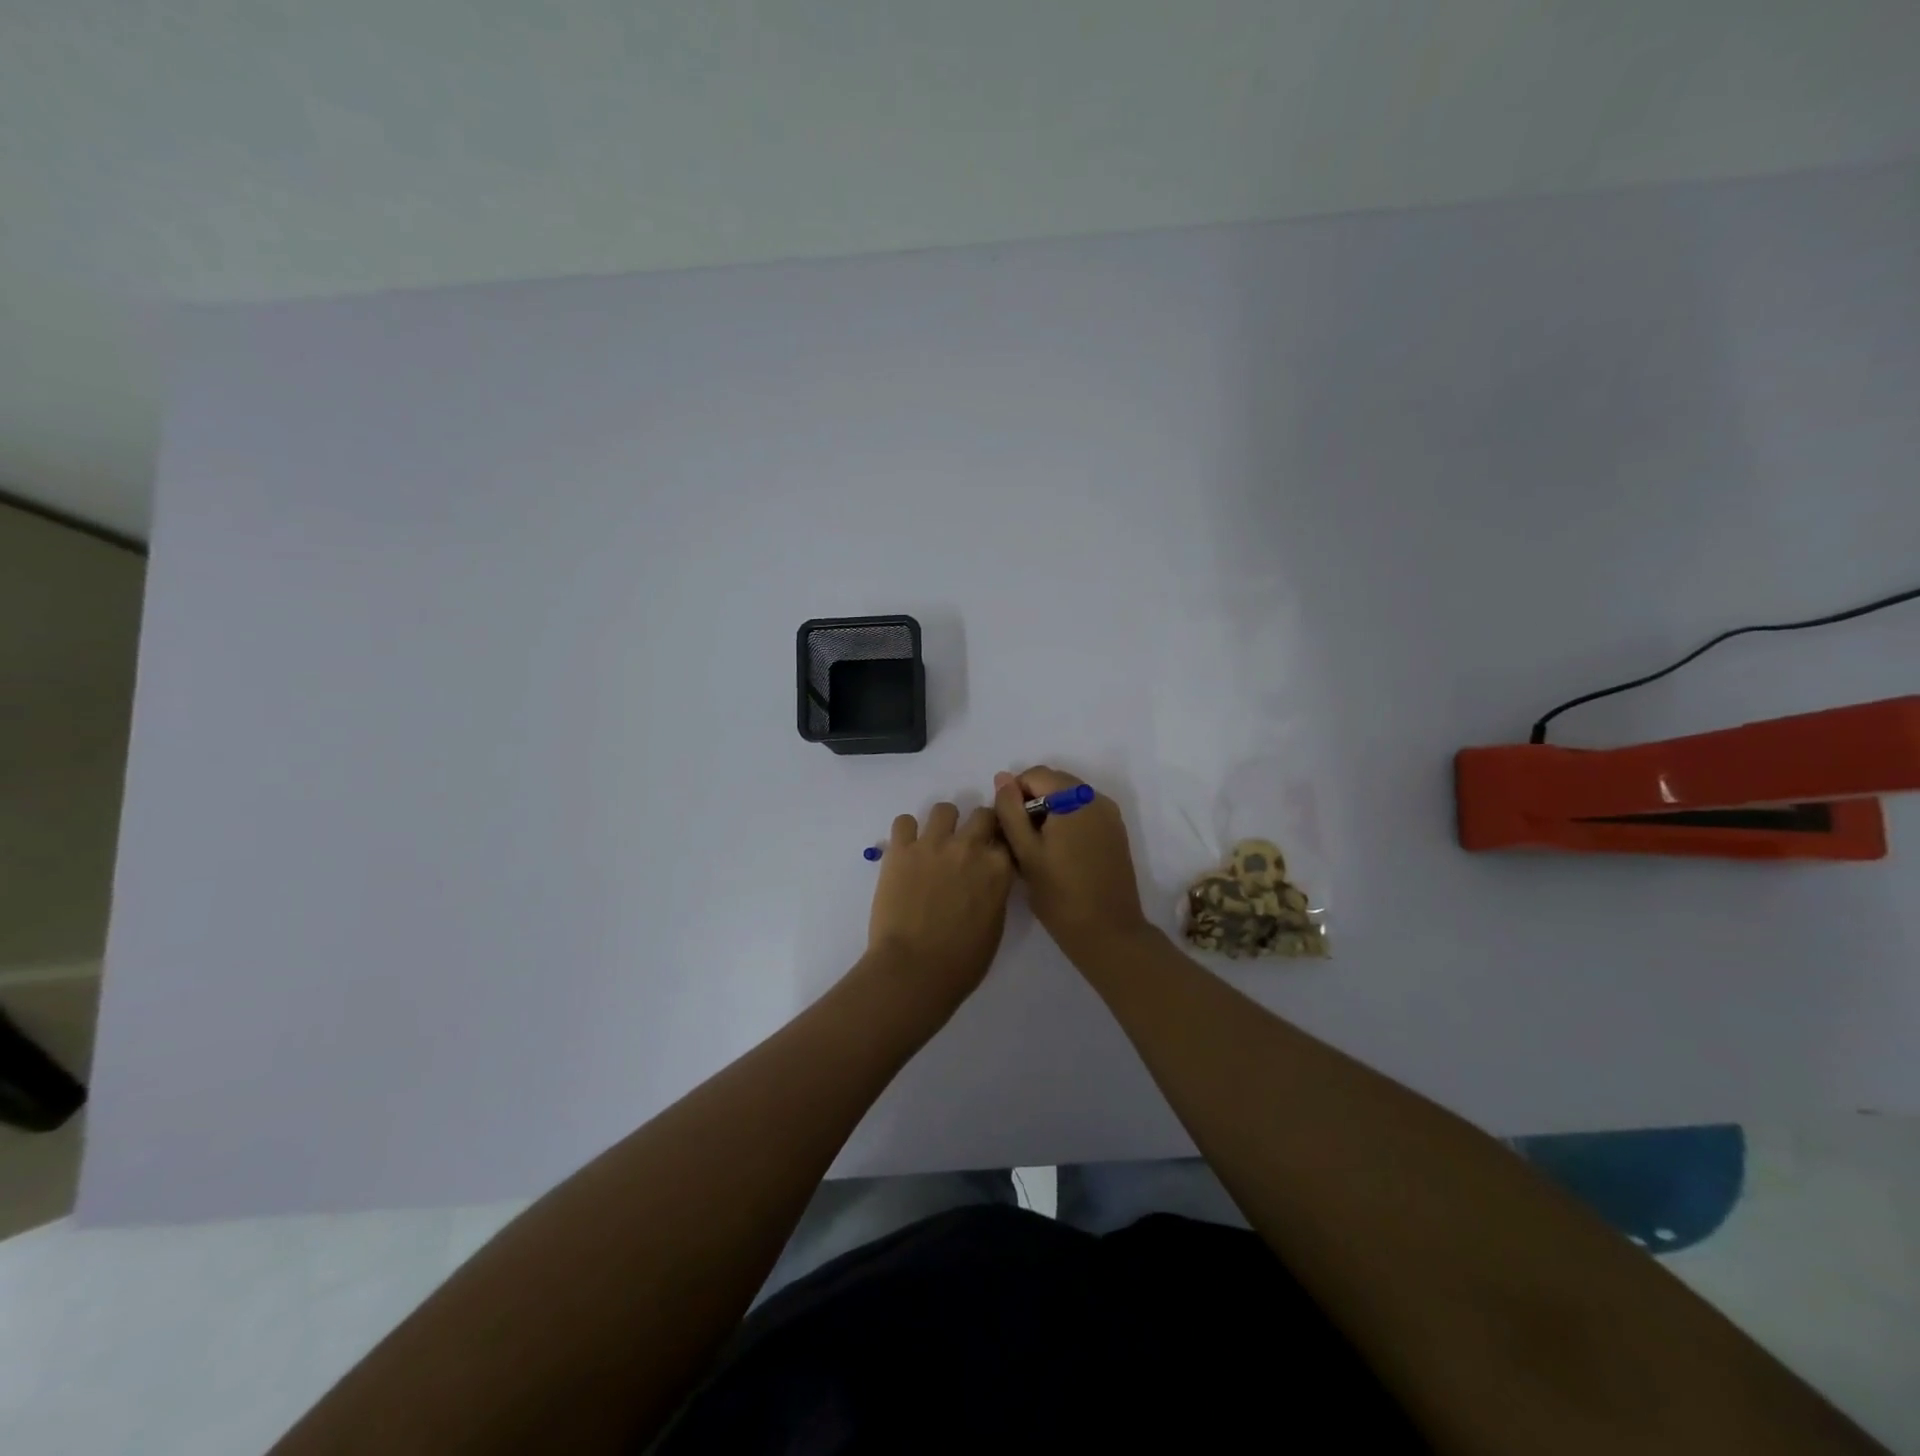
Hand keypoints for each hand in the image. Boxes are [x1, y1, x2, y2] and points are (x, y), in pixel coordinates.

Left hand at [865, 802, 1014, 1011]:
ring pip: (944, 809)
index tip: (994, 853)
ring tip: (934, 844)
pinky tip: (906, 850)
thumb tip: (987, 880)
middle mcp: (969, 847)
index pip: (1007, 838)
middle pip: (982, 814)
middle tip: (966, 846)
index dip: (1000, 845)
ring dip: (943, 824)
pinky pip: (904, 821)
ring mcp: (933, 844)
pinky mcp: (901, 850)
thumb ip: (995, 892)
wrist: (913, 970)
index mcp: (998, 869)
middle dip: (978, 826)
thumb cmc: (961, 962)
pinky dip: (907, 832)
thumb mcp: (995, 925)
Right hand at [993, 766, 1151, 961]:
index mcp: (1074, 799)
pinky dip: (1067, 822)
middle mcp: (1096, 798)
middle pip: (1054, 783)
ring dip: (1049, 813)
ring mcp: (1110, 815)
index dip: (1014, 794)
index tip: (1008, 827)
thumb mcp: (1026, 852)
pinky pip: (1084, 813)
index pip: (1035, 774)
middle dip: (1032, 802)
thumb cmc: (1060, 895)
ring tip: (1039, 849)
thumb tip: (1002, 778)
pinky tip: (1060, 854)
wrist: (1108, 933)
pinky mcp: (1116, 832)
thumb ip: (1010, 811)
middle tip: (1020, 840)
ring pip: (1069, 798)